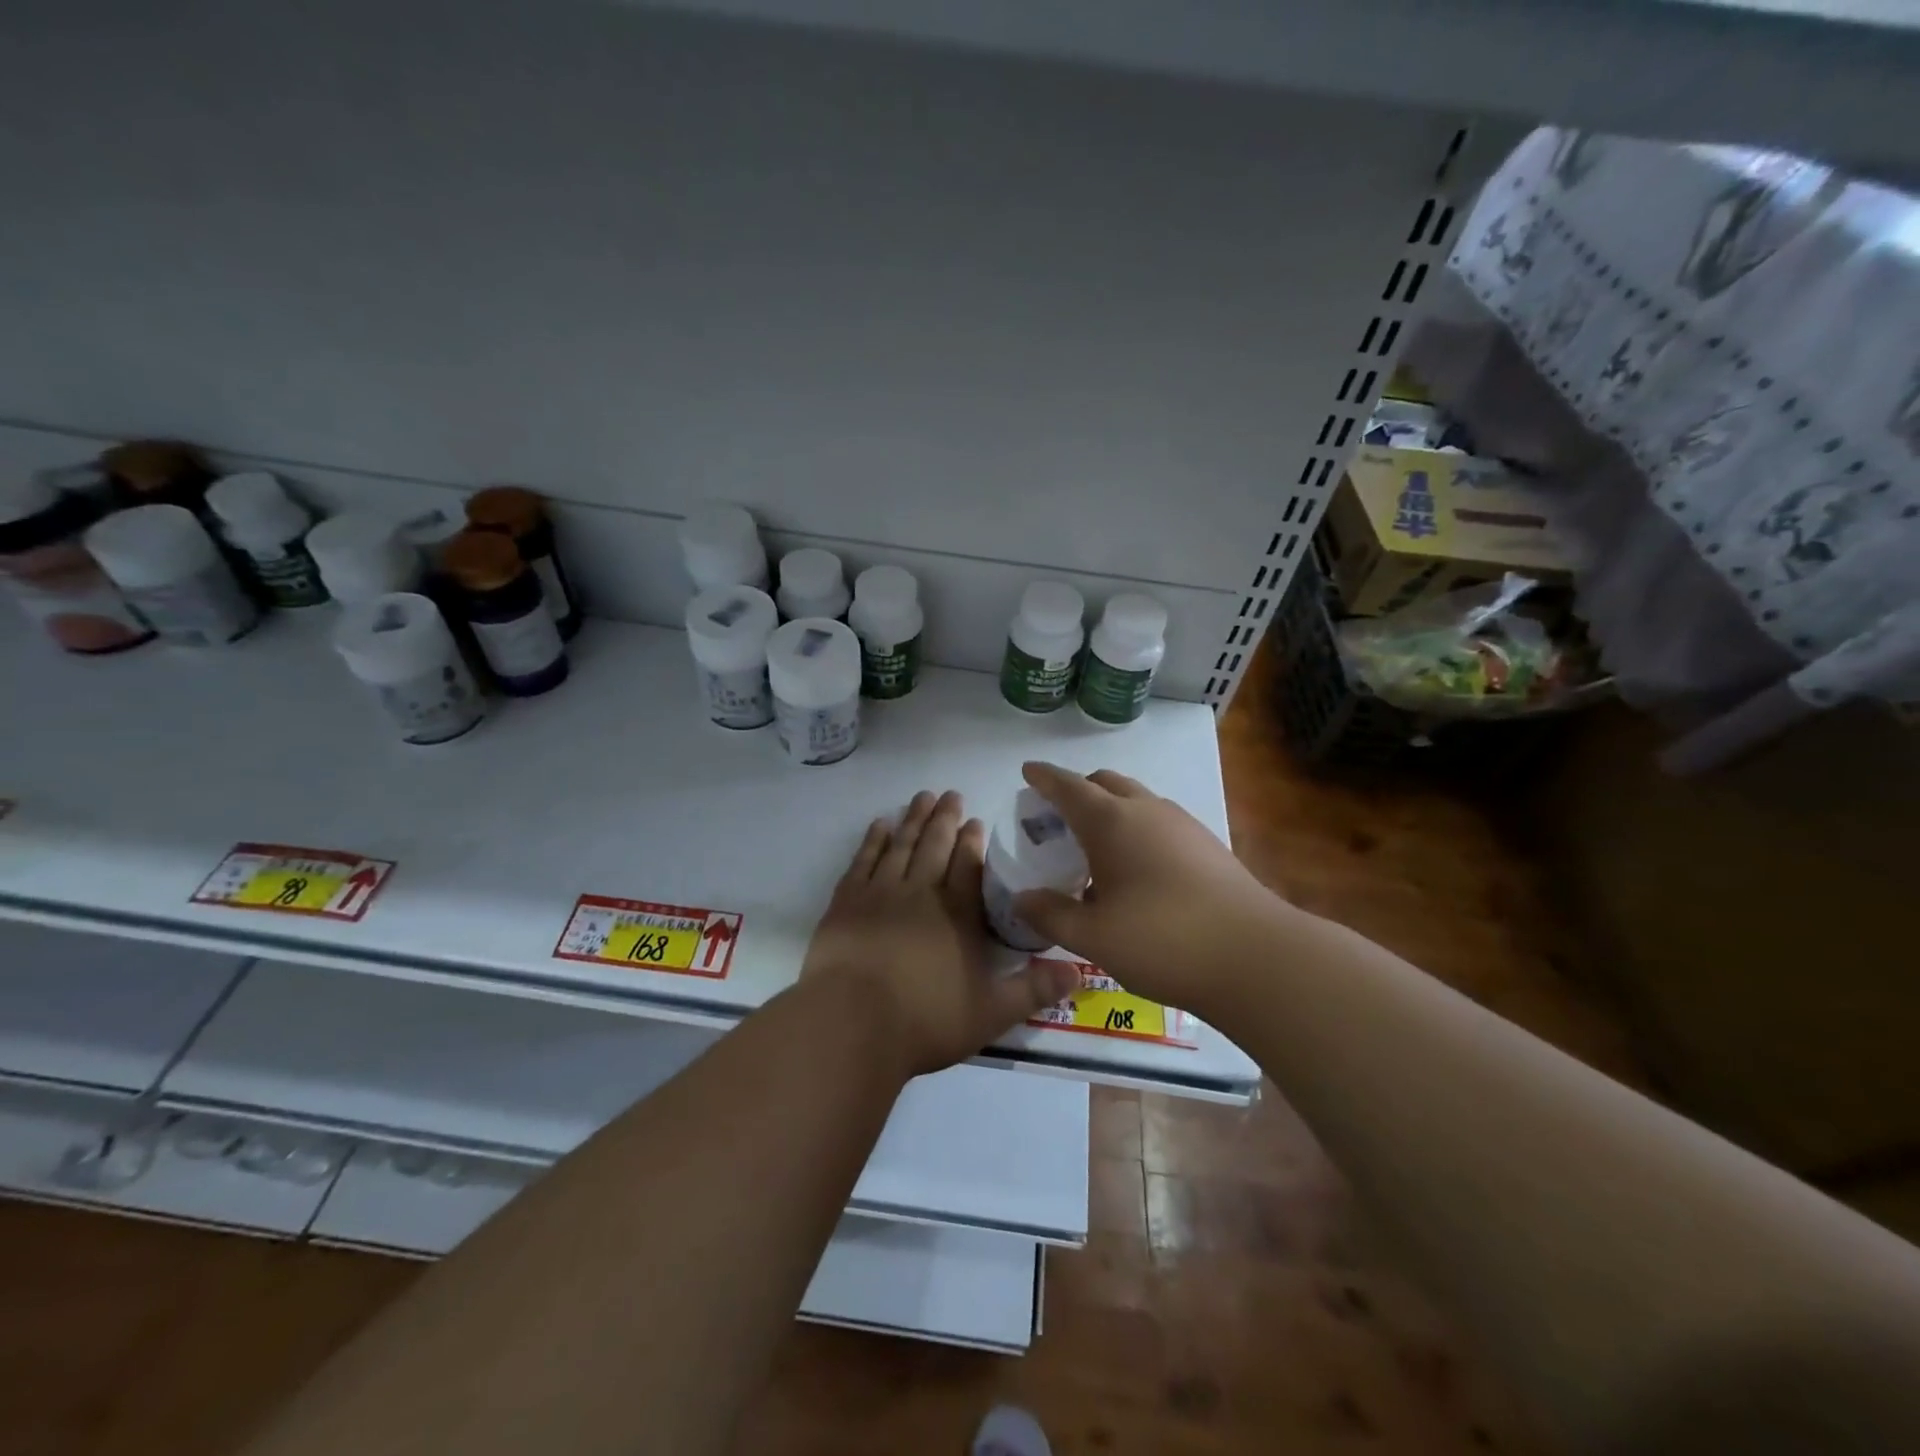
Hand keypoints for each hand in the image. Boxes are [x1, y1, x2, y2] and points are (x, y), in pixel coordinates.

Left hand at [801, 789, 1080, 1077]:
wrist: (851, 1023)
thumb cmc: (925, 1021)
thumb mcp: (991, 1014)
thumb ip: (1033, 990)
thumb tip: (1079, 972)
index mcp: (957, 915)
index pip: (969, 866)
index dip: (973, 841)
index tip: (976, 819)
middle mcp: (921, 893)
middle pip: (935, 845)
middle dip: (945, 818)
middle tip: (951, 794)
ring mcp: (880, 893)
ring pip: (900, 845)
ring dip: (913, 819)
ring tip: (922, 797)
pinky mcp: (846, 902)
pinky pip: (863, 860)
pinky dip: (873, 840)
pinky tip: (880, 825)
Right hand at [1011, 761, 1288, 1015]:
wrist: (1257, 958)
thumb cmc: (1162, 940)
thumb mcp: (1093, 936)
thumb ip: (1051, 914)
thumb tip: (1022, 899)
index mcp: (1112, 822)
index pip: (1068, 787)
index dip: (1044, 778)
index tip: (1028, 771)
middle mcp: (1147, 810)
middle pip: (1105, 782)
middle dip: (1078, 790)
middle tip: (1058, 815)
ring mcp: (1183, 825)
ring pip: (1137, 799)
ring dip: (1111, 809)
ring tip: (1096, 846)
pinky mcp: (1208, 845)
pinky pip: (1160, 821)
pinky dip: (1137, 829)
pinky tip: (1136, 870)